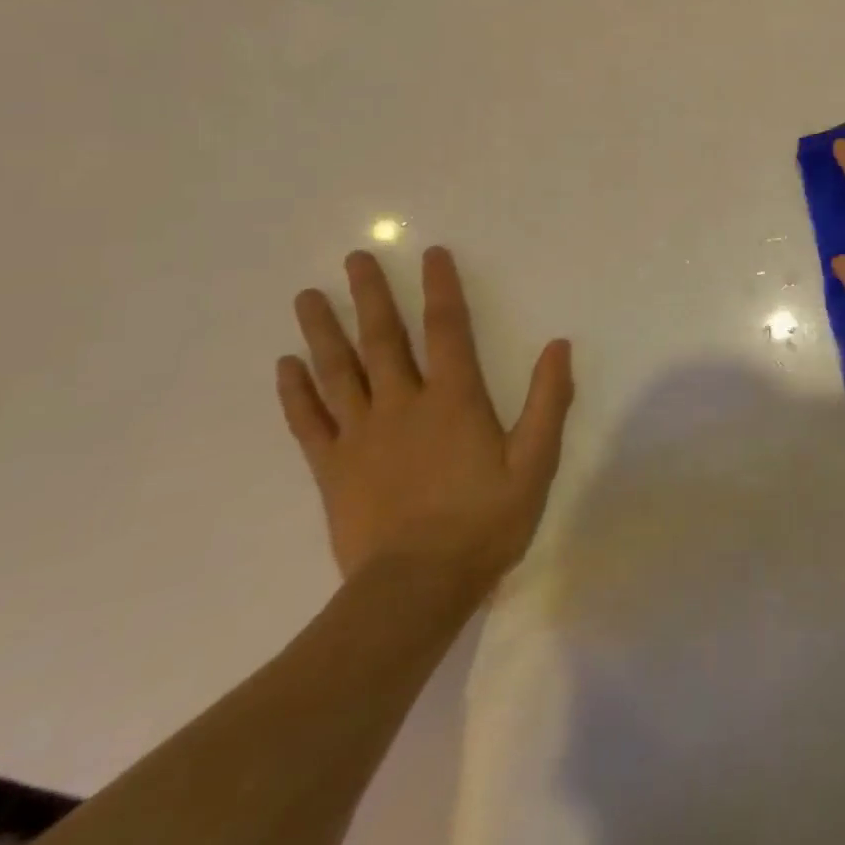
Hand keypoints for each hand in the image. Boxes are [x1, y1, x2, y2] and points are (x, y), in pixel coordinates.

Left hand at [277, 246, 572, 595]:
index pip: (448, 328)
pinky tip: (284, 365)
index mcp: (454, 399)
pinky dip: (296, 391)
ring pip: (339, 371)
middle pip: (384, 339)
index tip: (430, 254)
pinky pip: (309, 421)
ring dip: (323, 331)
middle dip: (370, 295)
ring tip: (308, 295)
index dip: (440, 288)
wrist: (415, 590)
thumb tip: (559, 345)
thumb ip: (548, 401)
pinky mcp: (332, 469)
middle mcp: (403, 404)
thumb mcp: (535, 462)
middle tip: (355, 258)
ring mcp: (361, 436)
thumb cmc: (484, 522)